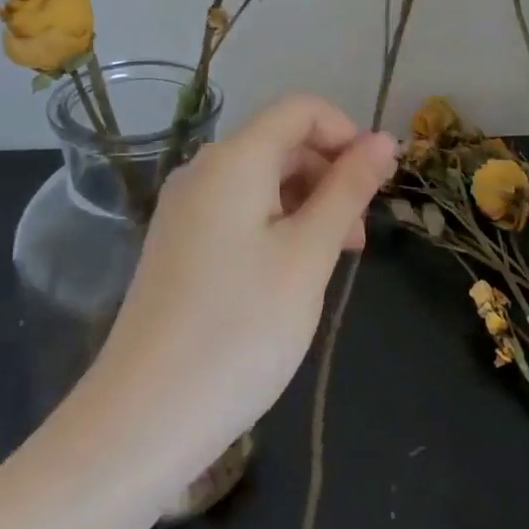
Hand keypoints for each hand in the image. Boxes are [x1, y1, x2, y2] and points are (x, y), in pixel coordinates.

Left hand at [89, 94, 396, 464]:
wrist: (143, 419)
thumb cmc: (241, 328)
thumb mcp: (309, 254)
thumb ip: (348, 189)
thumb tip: (385, 139)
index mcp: (234, 160)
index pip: (301, 109)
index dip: (346, 133)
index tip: (376, 184)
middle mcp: (203, 171)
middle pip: (280, 143)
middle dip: (330, 174)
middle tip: (358, 237)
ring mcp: (185, 210)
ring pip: (262, 181)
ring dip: (307, 204)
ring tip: (332, 261)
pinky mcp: (178, 246)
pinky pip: (239, 212)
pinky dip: (277, 226)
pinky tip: (290, 276)